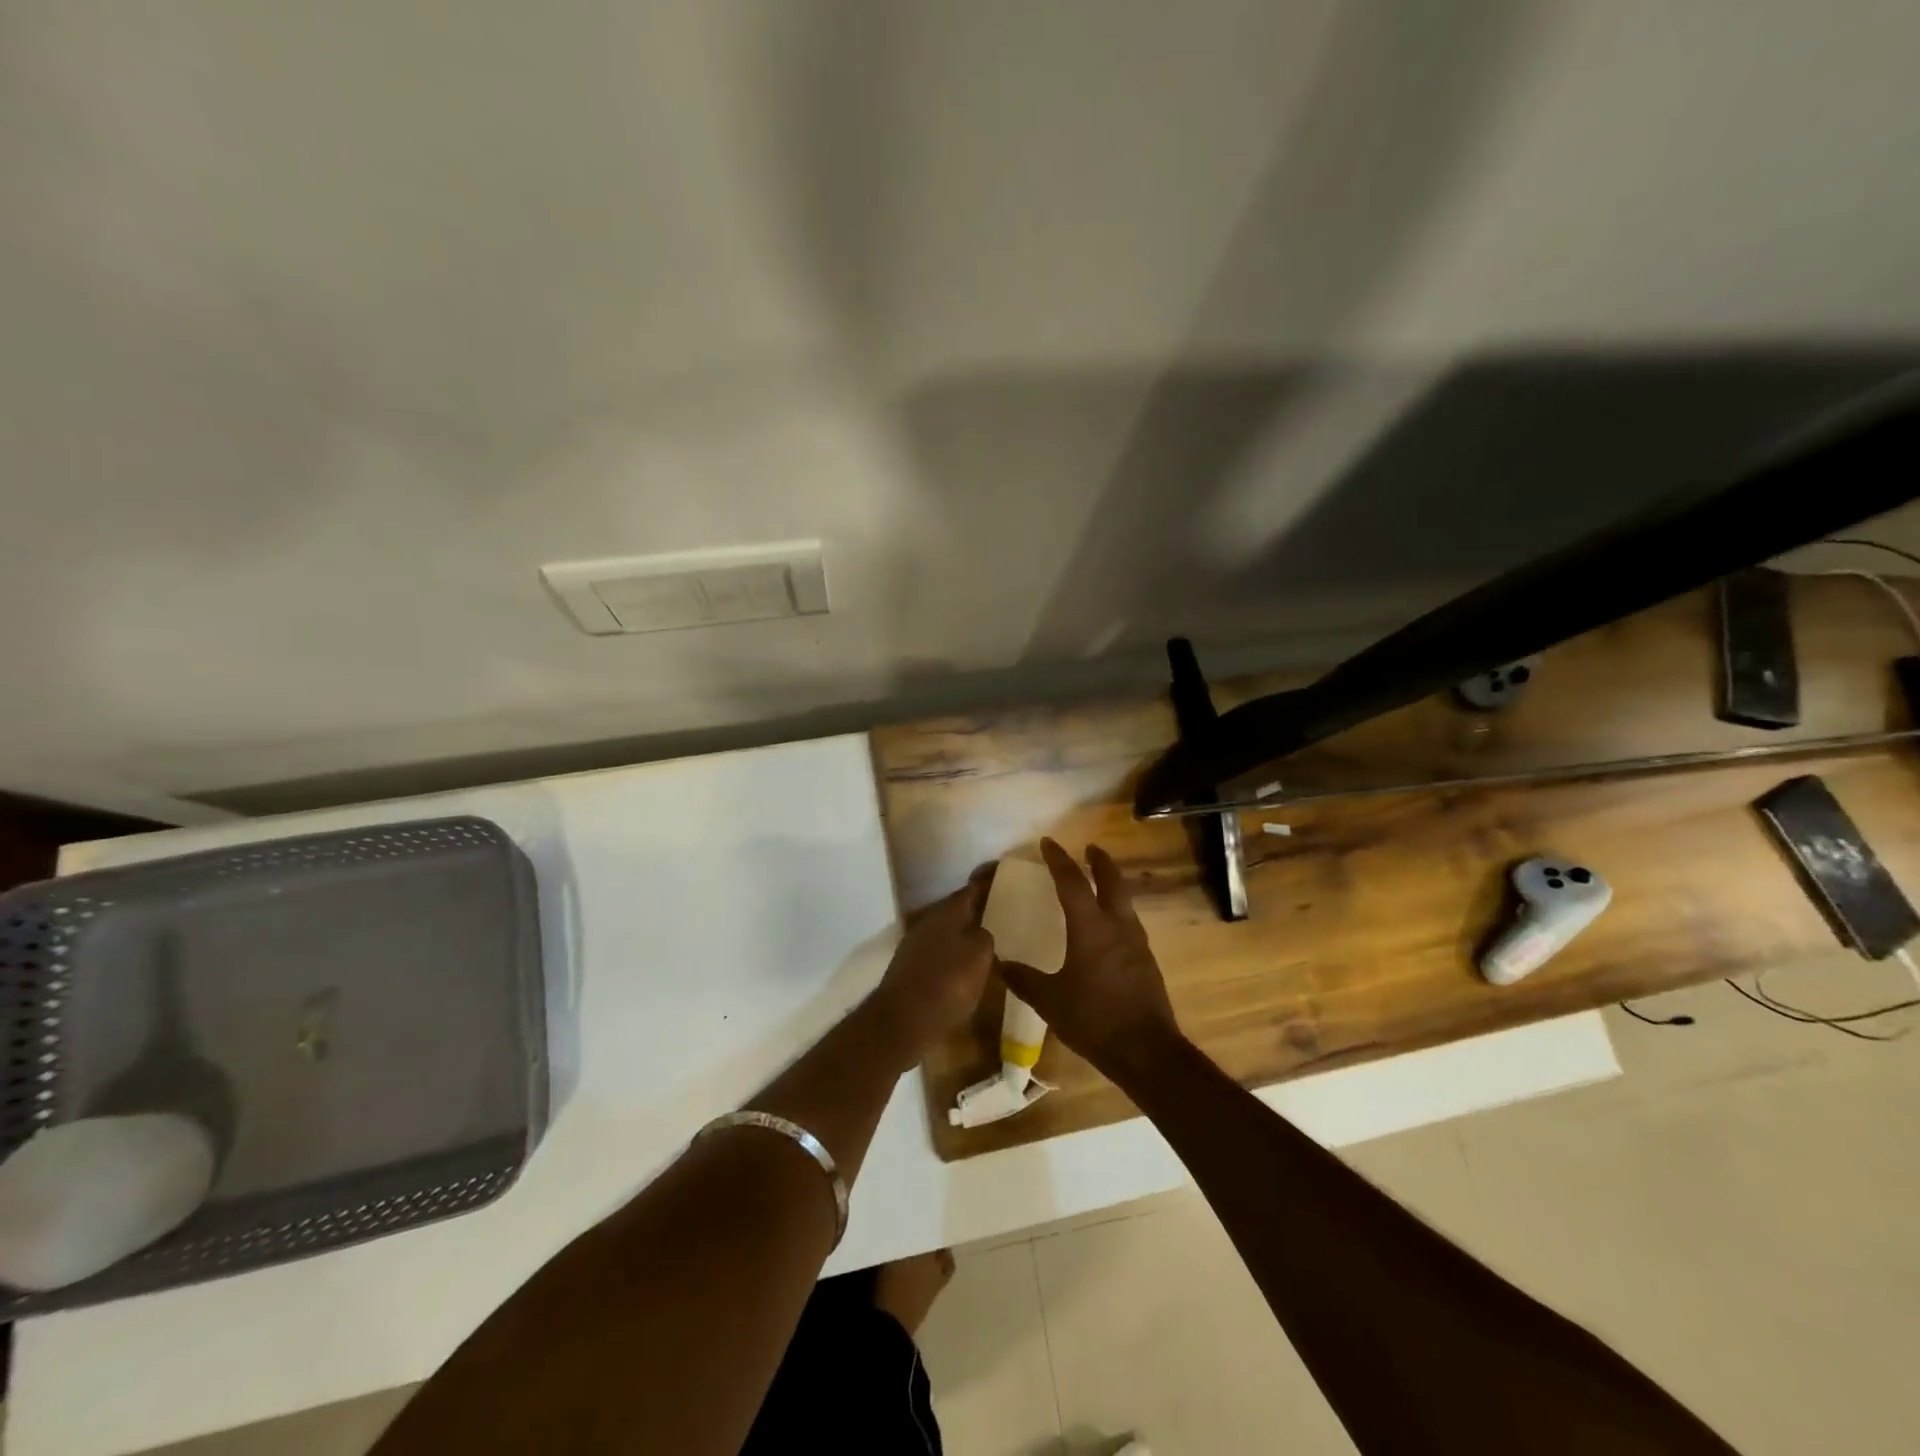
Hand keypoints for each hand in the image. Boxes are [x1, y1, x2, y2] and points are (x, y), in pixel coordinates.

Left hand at [867, 871, 995, 1064]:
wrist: (902, 1021)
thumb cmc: (946, 983)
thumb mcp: (979, 956)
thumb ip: (985, 937)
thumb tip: (981, 933)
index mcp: (946, 913)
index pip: (970, 890)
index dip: (987, 882)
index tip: (1001, 873)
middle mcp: (928, 923)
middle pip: (956, 910)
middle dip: (976, 909)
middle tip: (1000, 909)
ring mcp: (915, 946)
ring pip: (947, 932)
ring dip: (964, 933)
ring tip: (987, 938)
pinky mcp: (910, 970)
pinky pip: (939, 953)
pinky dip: (954, 954)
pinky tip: (966, 966)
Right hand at [998, 839, 1182, 1082]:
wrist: (1147, 1051)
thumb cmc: (1094, 1019)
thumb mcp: (1050, 1001)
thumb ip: (1024, 980)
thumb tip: (999, 964)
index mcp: (1091, 928)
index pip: (1072, 882)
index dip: (1058, 860)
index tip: (1047, 843)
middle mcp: (1117, 926)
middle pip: (1111, 881)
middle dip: (1099, 861)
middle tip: (1089, 848)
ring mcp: (1137, 942)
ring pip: (1125, 901)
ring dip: (1111, 885)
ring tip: (1098, 884)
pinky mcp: (1146, 960)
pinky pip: (1129, 923)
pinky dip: (1117, 911)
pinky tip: (1108, 928)